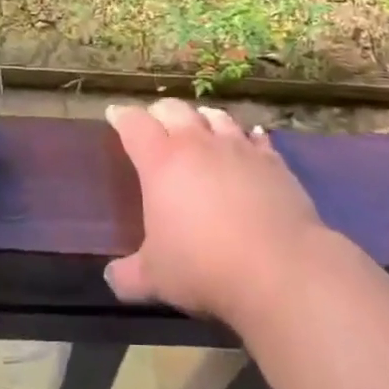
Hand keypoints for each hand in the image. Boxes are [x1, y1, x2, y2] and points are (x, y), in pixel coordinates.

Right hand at [104, 99, 326, 330]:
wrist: (278, 268)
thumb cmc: (203, 267)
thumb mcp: (155, 278)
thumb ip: (128, 275)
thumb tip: (110, 277)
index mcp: (161, 162)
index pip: (134, 125)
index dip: (122, 117)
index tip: (114, 114)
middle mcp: (198, 144)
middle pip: (174, 110)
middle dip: (160, 112)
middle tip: (154, 120)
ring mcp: (238, 148)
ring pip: (216, 116)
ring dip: (203, 117)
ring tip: (200, 121)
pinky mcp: (273, 161)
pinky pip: (256, 138)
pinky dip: (248, 136)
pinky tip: (250, 138)